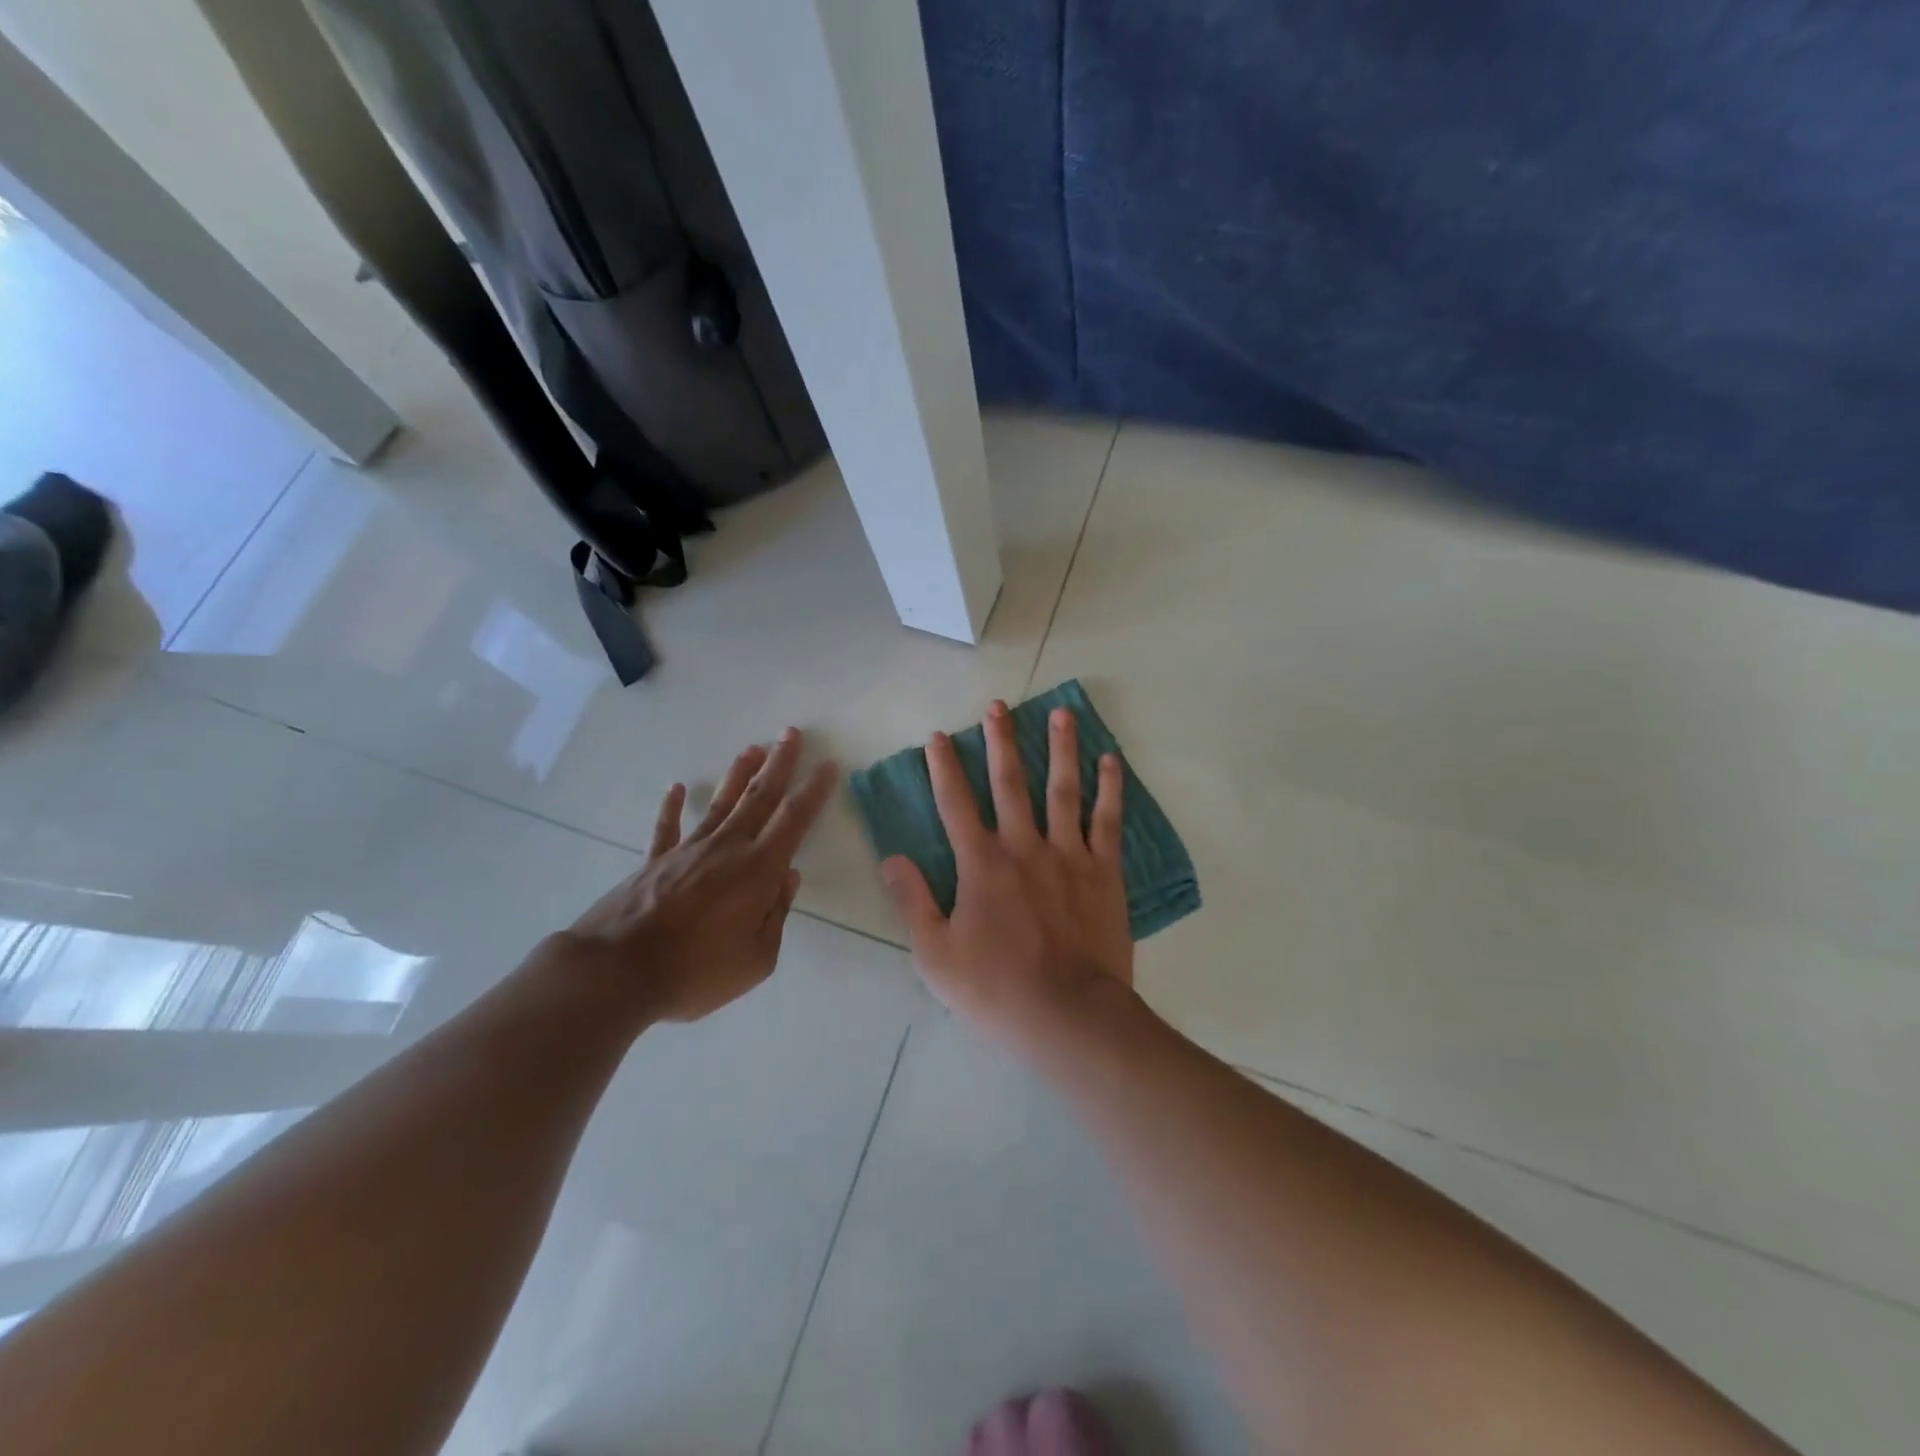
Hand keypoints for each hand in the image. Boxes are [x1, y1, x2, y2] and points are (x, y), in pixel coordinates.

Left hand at [550, 729, 838, 1026]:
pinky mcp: (654, 862)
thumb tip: (788, 878)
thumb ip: (777, 914)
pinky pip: (667, 828)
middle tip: (791, 733)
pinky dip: (672, 806)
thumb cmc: (696, 971)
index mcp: (758, 870)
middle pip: (759, 798)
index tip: (827, 766)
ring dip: (738, 775)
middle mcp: (726, 849)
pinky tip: (677, 787)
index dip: (813, 792)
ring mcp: (687, 851)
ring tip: (752, 748)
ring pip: (720, 804)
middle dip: (779, 764)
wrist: (617, 973)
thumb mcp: (757, 959)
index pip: (794, 820)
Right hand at [881, 700, 1132, 1048]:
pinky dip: (1108, 788)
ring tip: (1061, 713)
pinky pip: (1107, 820)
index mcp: (980, 865)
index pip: (955, 804)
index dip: (943, 768)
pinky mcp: (1104, 871)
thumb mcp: (935, 956)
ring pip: (1062, 789)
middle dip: (1000, 742)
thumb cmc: (996, 991)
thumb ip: (913, 902)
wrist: (1069, 1017)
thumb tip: (892, 859)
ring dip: (1059, 748)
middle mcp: (1023, 847)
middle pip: (1009, 783)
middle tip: (998, 706)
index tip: (938, 737)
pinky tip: (1110, 760)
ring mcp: (1068, 855)